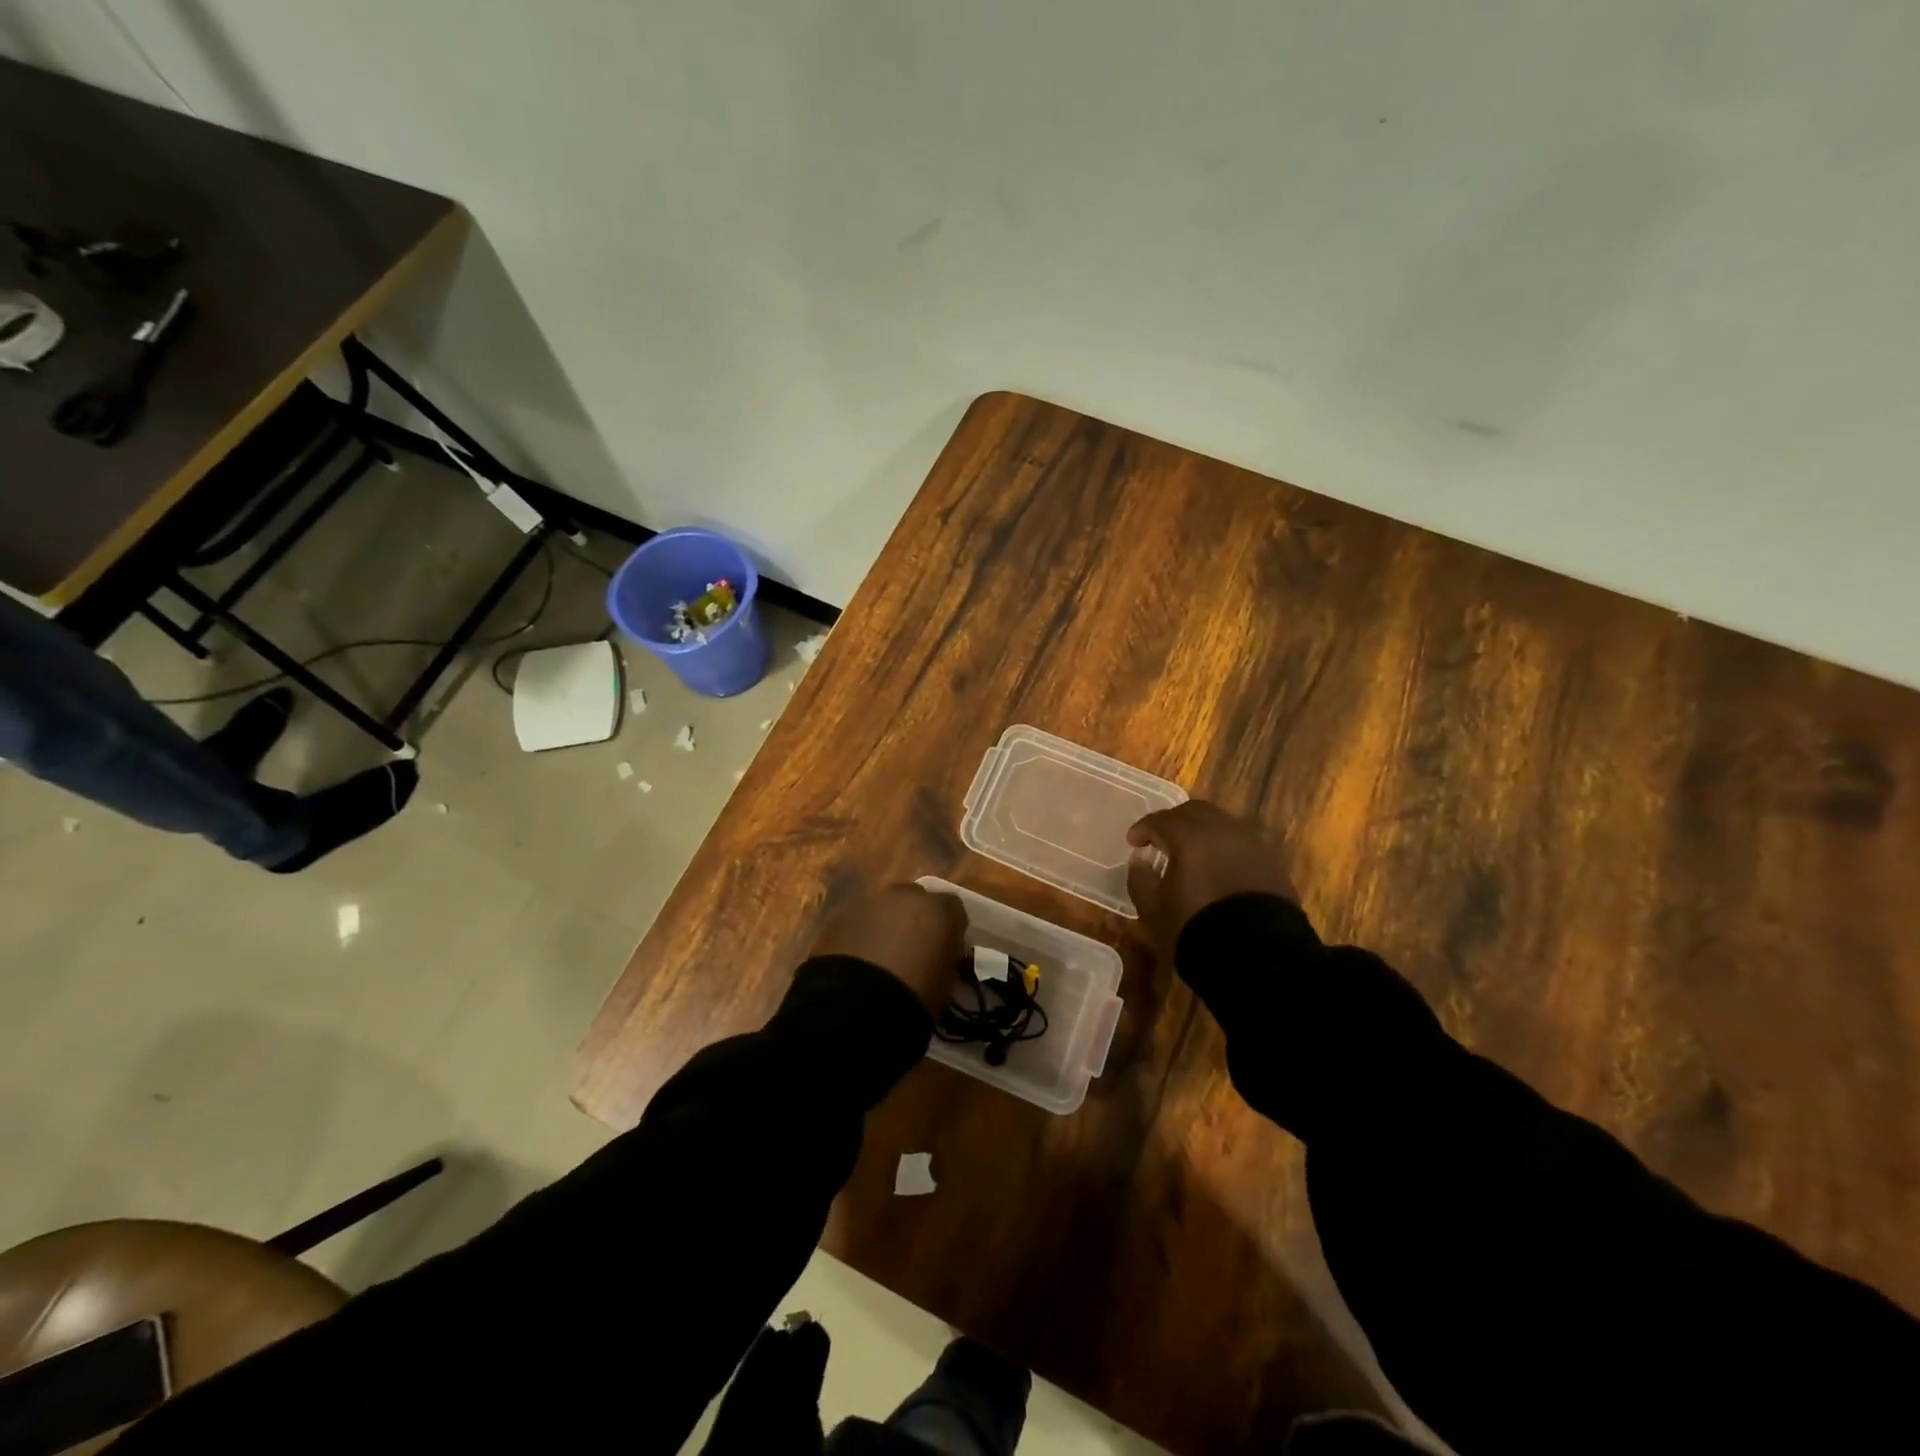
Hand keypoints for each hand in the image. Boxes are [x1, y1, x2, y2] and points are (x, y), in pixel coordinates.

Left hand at [810, 884, 965, 1017]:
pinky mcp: (838, 916)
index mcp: (938, 910)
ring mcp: (868, 902)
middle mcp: (905, 895)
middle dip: (916, 919)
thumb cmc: (913, 998)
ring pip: (884, 908)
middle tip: (913, 949)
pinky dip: (861, 935)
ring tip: (882, 957)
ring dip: (886, 925)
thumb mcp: (945, 983)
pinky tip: (858, 960)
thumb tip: (940, 957)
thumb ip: (946, 959)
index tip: (947, 950)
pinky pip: (858, 921)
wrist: (855, 1007)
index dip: (951, 929)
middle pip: (916, 899)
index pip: (954, 908)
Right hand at [1126, 801, 1296, 956]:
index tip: (1133, 842)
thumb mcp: (1154, 910)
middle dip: (1174, 822)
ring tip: (1192, 853)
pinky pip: (1242, 844)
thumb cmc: (1196, 928)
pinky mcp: (1273, 863)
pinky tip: (1218, 868)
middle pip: (1195, 812)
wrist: (1259, 955)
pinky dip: (1225, 848)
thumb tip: (1140, 862)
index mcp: (1190, 836)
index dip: (1143, 829)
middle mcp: (1223, 830)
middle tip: (1161, 839)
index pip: (1161, 820)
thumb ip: (1140, 880)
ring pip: (1222, 824)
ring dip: (1202, 833)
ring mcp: (1252, 844)